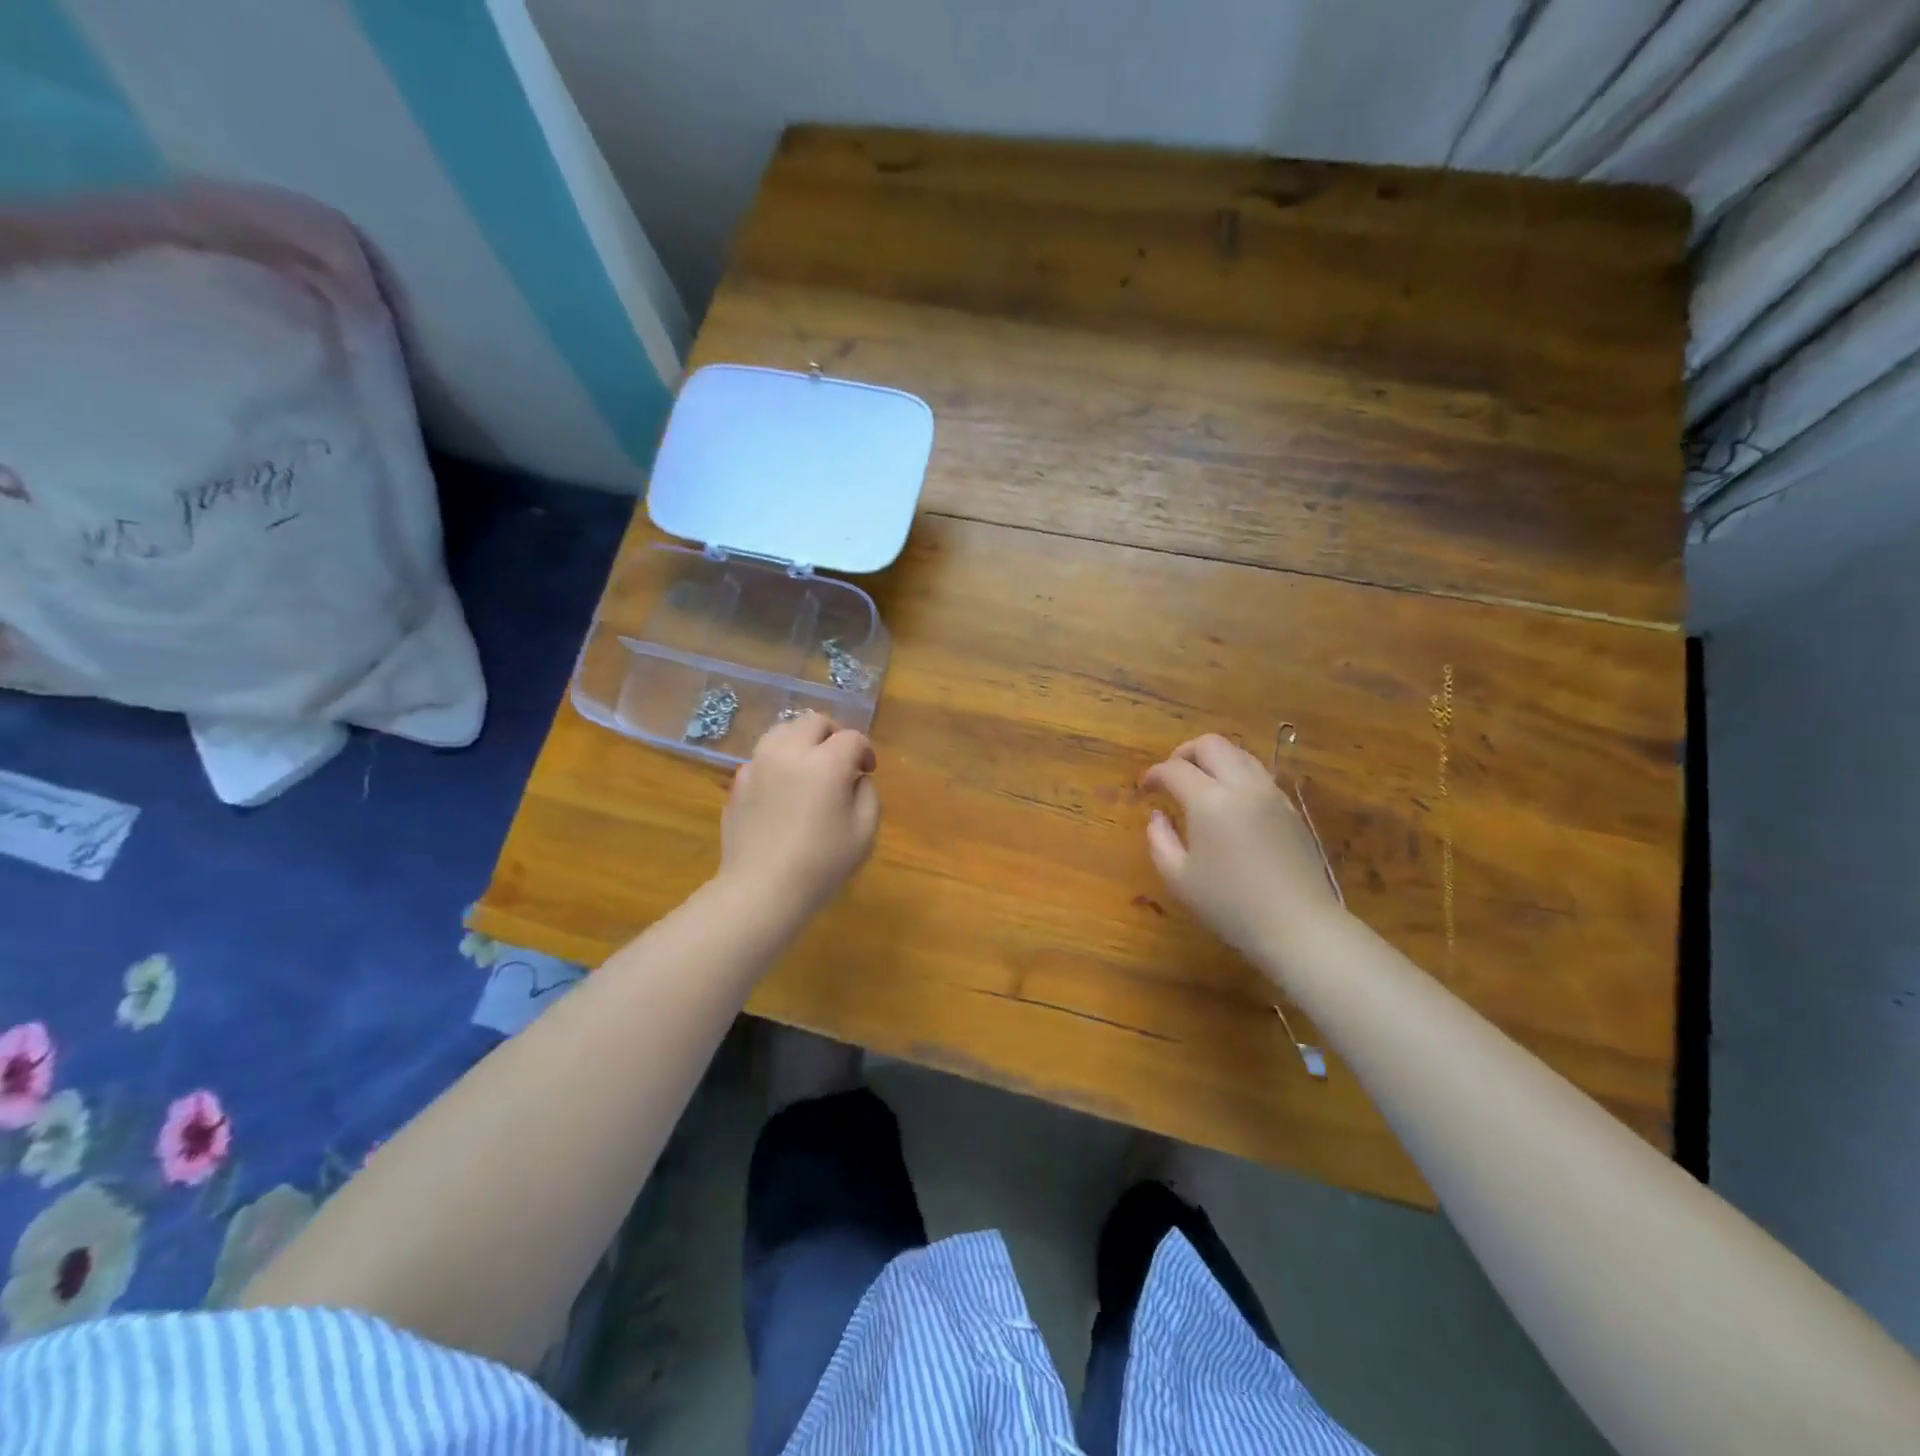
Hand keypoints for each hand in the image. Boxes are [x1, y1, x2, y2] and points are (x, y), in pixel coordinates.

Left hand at [718, 711, 879, 922]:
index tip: (868, 771)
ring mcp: (758, 764)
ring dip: (802, 740)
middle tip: (840, 761)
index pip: (852, 738)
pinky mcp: (738, 782)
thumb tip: (856, 777)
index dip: (865, 751)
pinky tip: (783, 790)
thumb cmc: (822, 864)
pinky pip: (762, 757)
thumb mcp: (864, 832)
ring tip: (809, 766)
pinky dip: (778, 762)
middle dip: (833, 735)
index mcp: (826, 763)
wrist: (761, 890)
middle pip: (814, 721)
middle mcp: (789, 752)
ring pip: (782, 731)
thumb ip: (868, 794)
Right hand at [1142, 734, 1344, 964]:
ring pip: (1239, 753)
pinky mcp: (1290, 808)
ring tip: (1200, 783)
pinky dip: (1236, 774)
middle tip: (1171, 776)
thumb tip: (1158, 816)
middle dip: (1184, 753)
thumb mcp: (1179, 878)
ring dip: (1213, 759)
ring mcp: (1271, 794)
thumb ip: (1160, 840)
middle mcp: (1243, 786)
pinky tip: (1229, 801)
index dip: (1154, 774)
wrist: (1298, 926)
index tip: (1145, 789)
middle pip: (1211, 744)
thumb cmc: (1230, 905)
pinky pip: (1258, 774)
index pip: (1175, 769)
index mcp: (1210, 801)